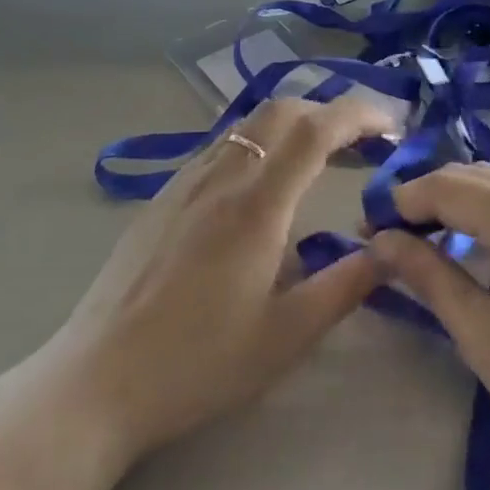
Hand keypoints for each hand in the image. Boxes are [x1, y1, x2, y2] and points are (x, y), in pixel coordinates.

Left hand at [54, 96, 393, 463]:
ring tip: (319, 153)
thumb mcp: (285, 337)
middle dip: (330, 112)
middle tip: (362, 141)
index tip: (392, 124)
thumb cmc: (198, 363)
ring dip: (293, 121)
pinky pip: (224, 141)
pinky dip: (260, 138)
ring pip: (250, 121)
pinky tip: (262, 178)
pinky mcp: (165, 192)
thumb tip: (389, 251)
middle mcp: (224, 174)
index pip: (316, 130)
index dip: (359, 115)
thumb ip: (343, 286)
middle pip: (283, 110)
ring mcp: (189, 178)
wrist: (98, 379)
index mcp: (258, 204)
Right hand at [367, 164, 489, 489]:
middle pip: (467, 175)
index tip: (365, 230)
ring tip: (419, 239)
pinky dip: (480, 210)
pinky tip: (467, 242)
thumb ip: (429, 276)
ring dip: (451, 201)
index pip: (444, 186)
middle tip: (386, 236)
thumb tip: (380, 240)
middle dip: (422, 197)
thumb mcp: (483, 334)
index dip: (400, 203)